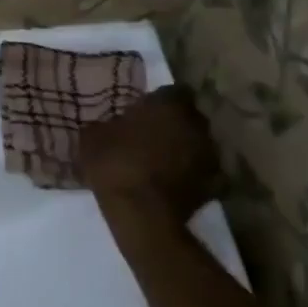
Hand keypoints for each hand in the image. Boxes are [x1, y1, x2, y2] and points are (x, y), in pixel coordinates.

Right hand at [77, 86, 220, 227]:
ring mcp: (210, 157)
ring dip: (183, 149)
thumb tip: (111, 124)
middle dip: (173, 124)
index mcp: (168, 105)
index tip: (142, 111)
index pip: (172, 91)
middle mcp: (196, 125)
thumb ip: (108, 123)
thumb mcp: (93, 136)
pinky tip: (170, 183)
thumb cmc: (115, 164)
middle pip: (188, 118)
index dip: (158, 101)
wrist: (142, 215)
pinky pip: (201, 173)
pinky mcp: (214, 187)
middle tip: (150, 134)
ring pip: (197, 145)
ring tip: (160, 161)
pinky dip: (190, 176)